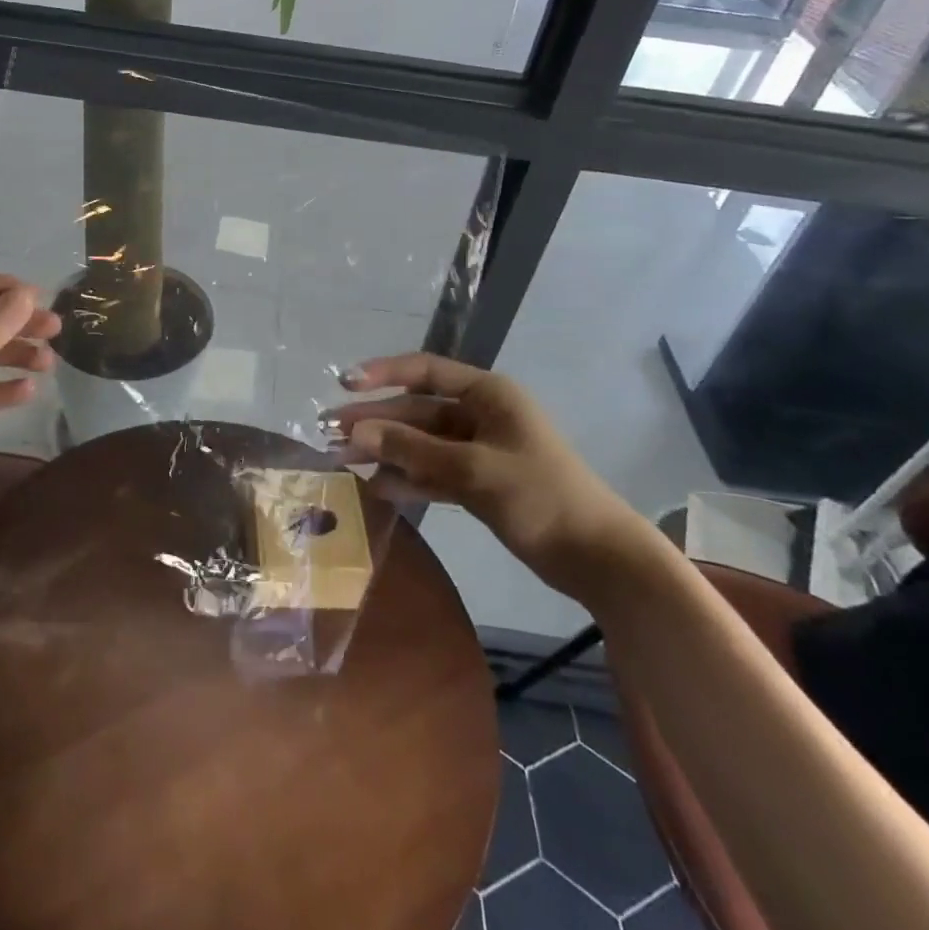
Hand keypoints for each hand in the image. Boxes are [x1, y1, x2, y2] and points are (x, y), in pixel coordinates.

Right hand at [326, 354, 653, 597]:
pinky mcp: (479, 482)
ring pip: (422, 443)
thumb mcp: (473, 469)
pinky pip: (434, 472)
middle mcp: (480, 415)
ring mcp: (479, 450)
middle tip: (331, 433)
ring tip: (343, 460)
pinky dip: (408, 478)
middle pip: (417, 411)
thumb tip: (358, 430)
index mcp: (488, 394)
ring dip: (386, 450)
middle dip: (376, 421)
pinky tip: (377, 486)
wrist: (598, 558)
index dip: (383, 374)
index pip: (425, 371)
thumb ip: (414, 449)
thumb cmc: (540, 497)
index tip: (344, 384)